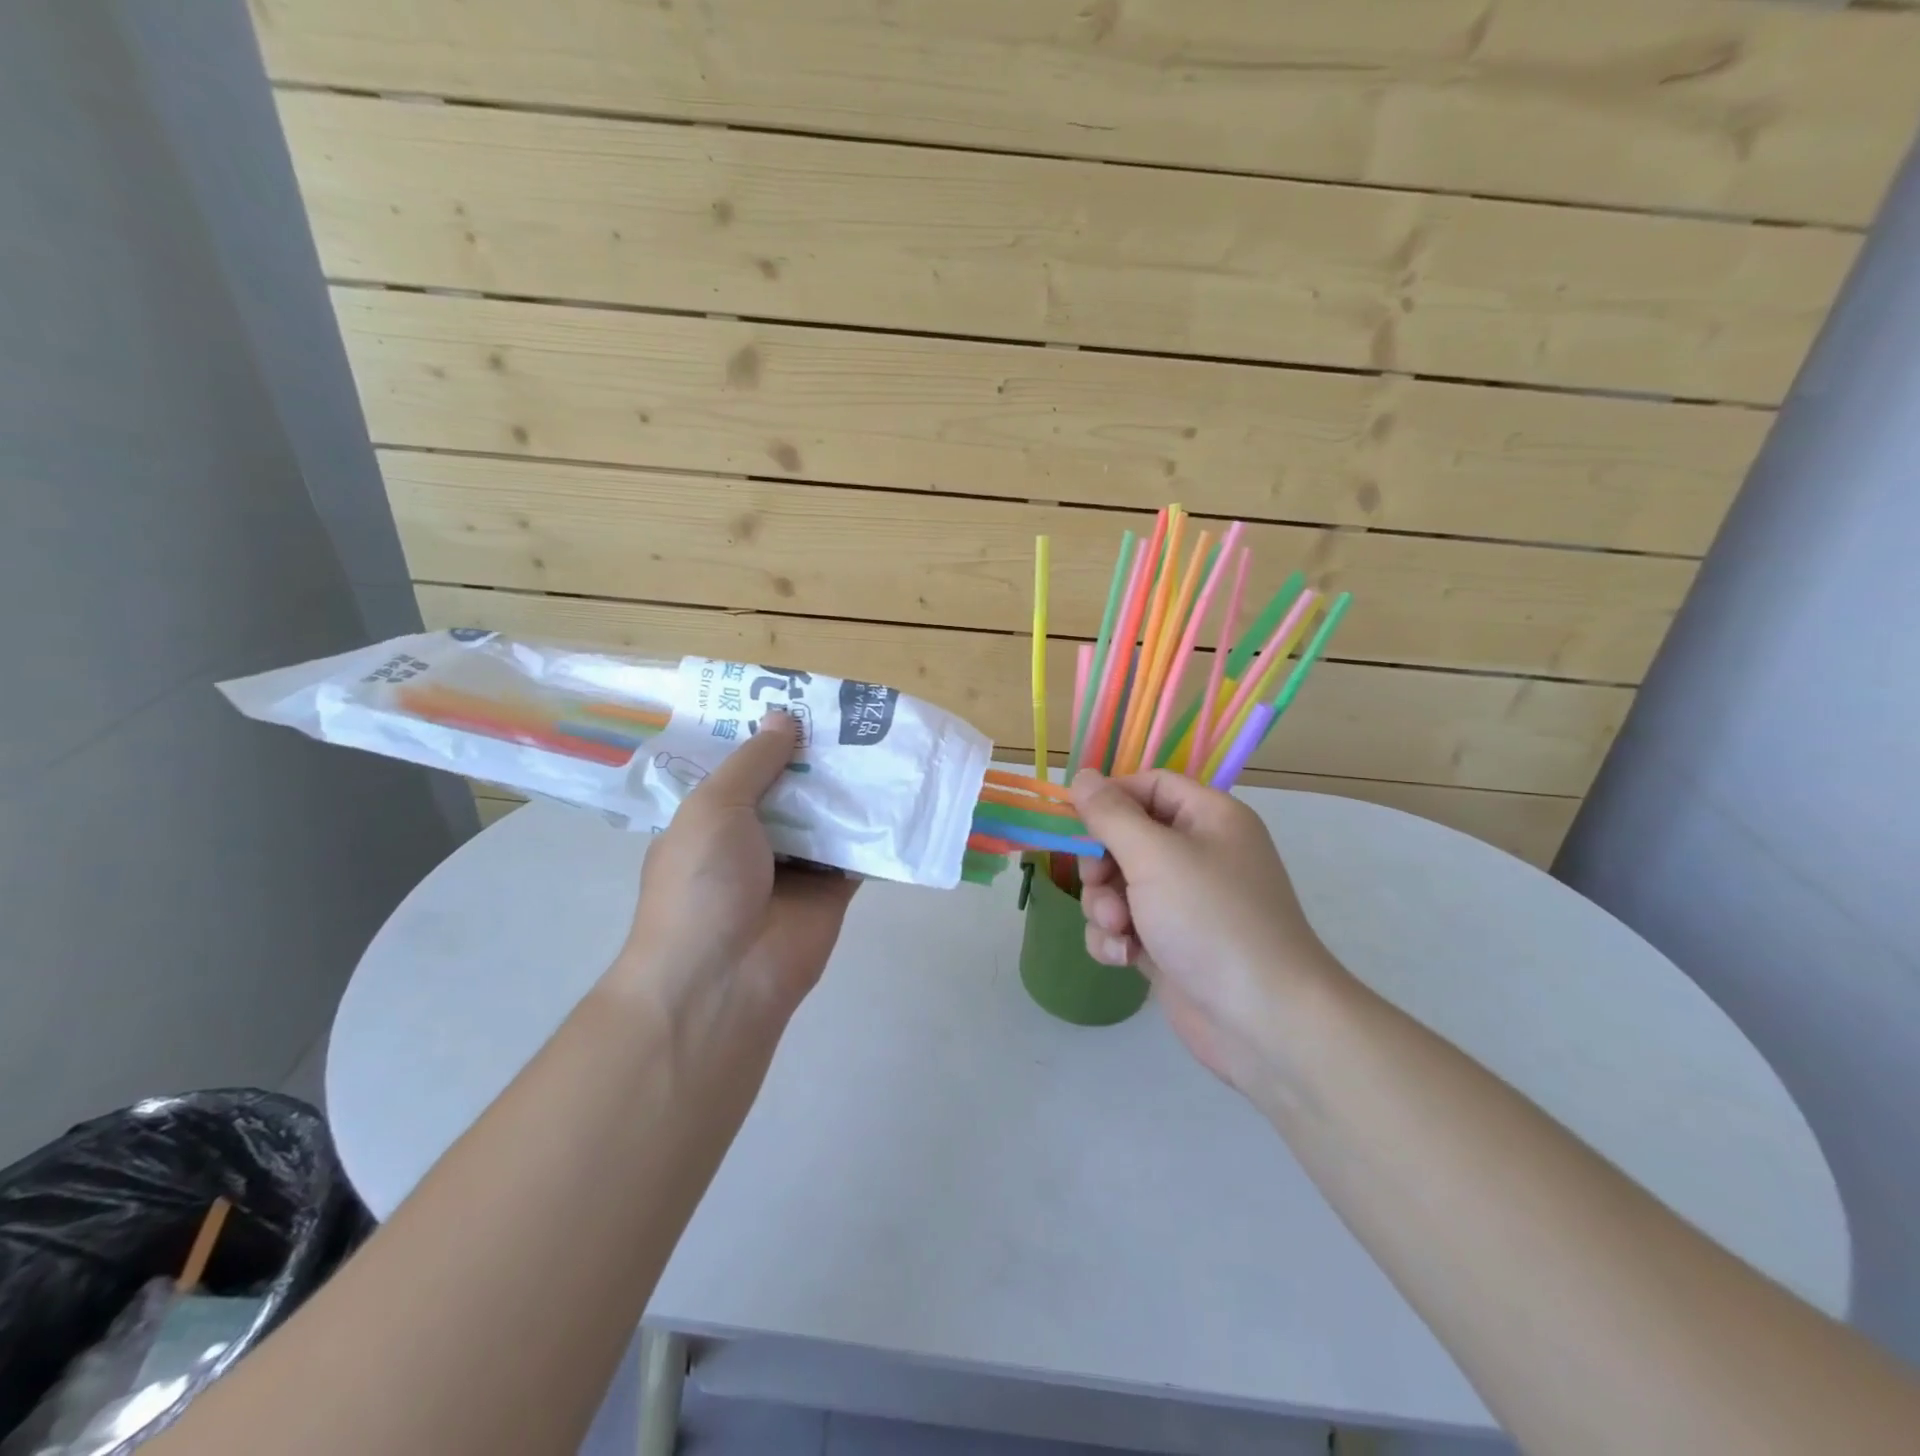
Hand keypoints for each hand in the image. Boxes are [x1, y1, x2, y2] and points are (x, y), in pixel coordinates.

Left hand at [613, 711, 857, 1043]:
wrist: (725, 977)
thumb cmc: (702, 883)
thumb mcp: (714, 808)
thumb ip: (754, 762)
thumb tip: (784, 718)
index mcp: (713, 817)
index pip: (743, 766)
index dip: (770, 734)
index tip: (803, 700)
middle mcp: (754, 836)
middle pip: (792, 786)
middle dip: (818, 755)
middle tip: (856, 714)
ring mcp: (795, 864)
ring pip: (828, 814)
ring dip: (850, 786)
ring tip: (886, 739)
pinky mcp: (833, 888)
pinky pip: (858, 849)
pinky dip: (877, 826)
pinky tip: (902, 789)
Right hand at [1070, 769, 1349, 1092]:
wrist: (1264, 1022)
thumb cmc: (1211, 919)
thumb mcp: (1154, 856)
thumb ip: (1110, 814)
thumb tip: (1082, 776)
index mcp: (1209, 818)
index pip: (1150, 786)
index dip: (1110, 799)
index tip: (1075, 822)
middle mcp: (1199, 854)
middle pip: (1126, 838)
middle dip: (1101, 865)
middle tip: (1096, 884)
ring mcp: (1184, 903)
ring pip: (1118, 885)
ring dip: (1104, 905)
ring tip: (1119, 929)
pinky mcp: (1170, 945)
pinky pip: (1126, 926)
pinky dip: (1116, 938)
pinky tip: (1124, 957)